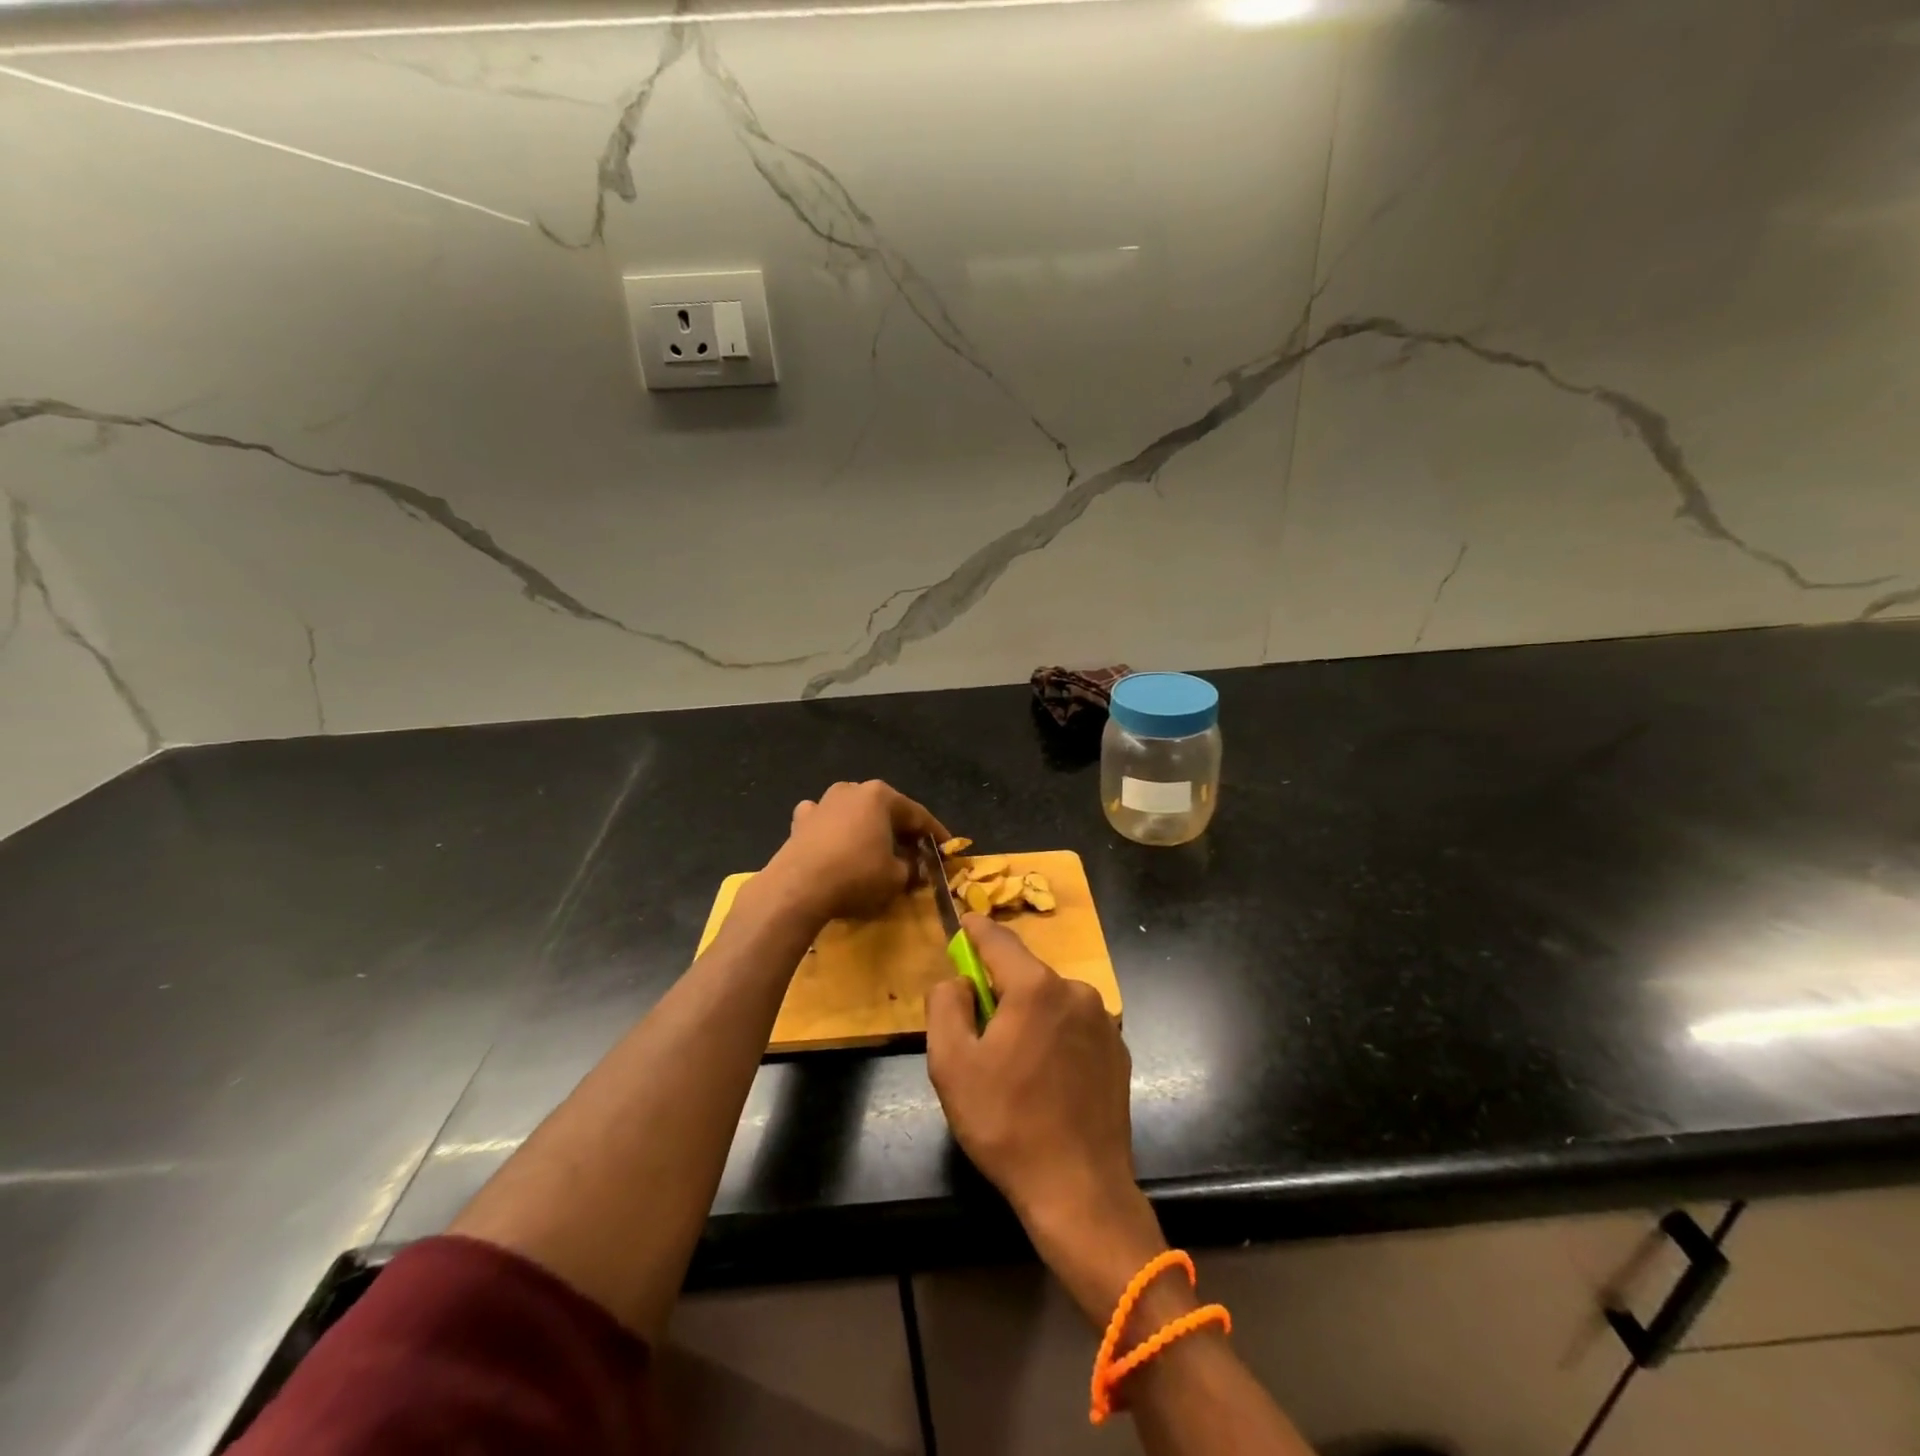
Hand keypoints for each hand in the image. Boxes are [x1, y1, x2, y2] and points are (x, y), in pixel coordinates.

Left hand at [759, 780, 947, 924]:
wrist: (797, 889)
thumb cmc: (857, 876)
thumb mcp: (897, 877)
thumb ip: (912, 868)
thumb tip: (915, 867)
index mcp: (881, 795)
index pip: (918, 815)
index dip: (936, 834)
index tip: (947, 849)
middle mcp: (852, 790)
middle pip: (886, 811)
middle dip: (901, 830)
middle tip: (915, 852)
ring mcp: (823, 802)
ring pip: (855, 812)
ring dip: (867, 828)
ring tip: (877, 849)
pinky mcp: (800, 821)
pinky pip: (825, 822)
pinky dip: (834, 831)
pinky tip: (835, 843)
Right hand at [926, 914, 1170, 1325]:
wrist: (1081, 1191)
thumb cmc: (1007, 1124)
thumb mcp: (951, 1065)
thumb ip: (946, 1006)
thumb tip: (960, 981)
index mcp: (1036, 987)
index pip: (998, 940)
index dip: (975, 930)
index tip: (962, 925)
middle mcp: (1076, 991)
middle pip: (1025, 974)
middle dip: (998, 989)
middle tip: (978, 1030)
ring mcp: (1104, 1021)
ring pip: (1050, 1001)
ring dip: (1027, 1015)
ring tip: (1013, 1065)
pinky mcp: (1118, 1050)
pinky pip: (1074, 1026)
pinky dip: (1054, 1036)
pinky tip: (1046, 1079)